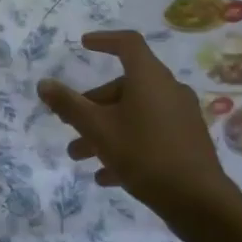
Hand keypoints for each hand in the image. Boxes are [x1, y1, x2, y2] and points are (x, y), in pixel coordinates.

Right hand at [38, 30, 239, 221]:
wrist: (199, 201)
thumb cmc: (144, 154)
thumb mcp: (97, 129)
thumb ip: (68, 105)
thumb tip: (43, 84)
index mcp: (149, 78)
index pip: (128, 43)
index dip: (104, 40)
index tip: (83, 44)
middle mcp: (168, 90)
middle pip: (125, 86)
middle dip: (93, 105)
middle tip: (69, 123)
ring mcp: (180, 117)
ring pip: (135, 114)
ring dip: (105, 130)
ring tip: (79, 156)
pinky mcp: (186, 142)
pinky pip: (150, 134)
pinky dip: (126, 145)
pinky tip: (106, 176)